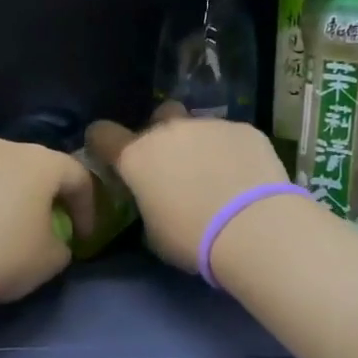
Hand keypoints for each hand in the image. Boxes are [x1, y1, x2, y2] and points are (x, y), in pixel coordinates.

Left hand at [0, 136, 94, 303]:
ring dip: (1, 193)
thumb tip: (53, 241)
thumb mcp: (49, 262)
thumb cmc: (1, 254)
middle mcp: (1, 147)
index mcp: (40, 162)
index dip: (88, 207)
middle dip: (42, 194)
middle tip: (44, 224)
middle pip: (33, 166)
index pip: (78, 177)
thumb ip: (62, 245)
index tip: (84, 237)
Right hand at [87, 106, 289, 272]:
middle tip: (174, 167)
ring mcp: (209, 125)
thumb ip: (147, 205)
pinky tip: (244, 177)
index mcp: (136, 157)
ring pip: (196, 126)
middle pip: (156, 118)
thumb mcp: (154, 233)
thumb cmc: (193, 239)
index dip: (103, 143)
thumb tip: (155, 199)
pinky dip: (231, 151)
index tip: (111, 156)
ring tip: (217, 175)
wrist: (255, 228)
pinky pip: (229, 135)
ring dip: (199, 144)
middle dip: (161, 136)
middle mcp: (169, 132)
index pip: (102, 134)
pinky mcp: (244, 129)